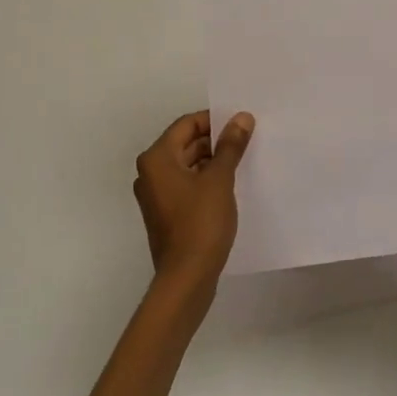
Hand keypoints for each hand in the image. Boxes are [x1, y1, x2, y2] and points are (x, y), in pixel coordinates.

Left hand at [133, 110, 253, 285]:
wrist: (187, 278)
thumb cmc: (200, 222)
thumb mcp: (220, 179)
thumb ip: (230, 145)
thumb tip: (242, 117)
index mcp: (157, 158)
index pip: (186, 124)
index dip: (214, 120)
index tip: (240, 123)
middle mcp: (150, 172)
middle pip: (185, 143)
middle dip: (215, 141)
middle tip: (246, 140)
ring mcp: (156, 195)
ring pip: (187, 165)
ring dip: (212, 161)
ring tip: (243, 161)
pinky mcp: (166, 213)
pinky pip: (186, 185)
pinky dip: (205, 180)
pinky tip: (230, 184)